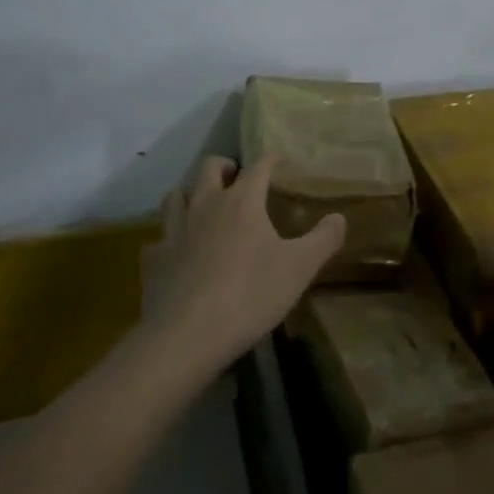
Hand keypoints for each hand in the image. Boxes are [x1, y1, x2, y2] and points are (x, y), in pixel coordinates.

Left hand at [141, 154, 345, 379]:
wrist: (187, 335)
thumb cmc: (250, 295)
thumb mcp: (300, 268)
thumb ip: (323, 239)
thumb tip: (339, 217)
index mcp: (241, 201)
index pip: (258, 167)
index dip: (270, 159)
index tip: (277, 158)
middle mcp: (205, 204)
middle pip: (208, 167)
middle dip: (224, 166)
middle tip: (235, 177)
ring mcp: (174, 229)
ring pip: (176, 195)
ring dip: (191, 193)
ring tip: (202, 205)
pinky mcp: (154, 258)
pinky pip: (159, 237)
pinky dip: (169, 238)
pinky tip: (177, 251)